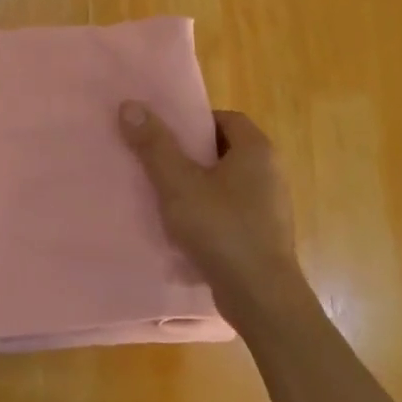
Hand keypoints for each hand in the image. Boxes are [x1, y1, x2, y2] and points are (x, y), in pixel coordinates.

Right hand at [118, 102, 311, 330]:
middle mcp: (270, 172)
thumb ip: (154, 145)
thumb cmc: (222, 230)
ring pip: (226, 182)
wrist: (260, 297)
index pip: (225, 118)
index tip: (165, 134)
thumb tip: (130, 104)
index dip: (194, 122)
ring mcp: (270, 206)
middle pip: (224, 149)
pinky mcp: (264, 235)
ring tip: (163, 194)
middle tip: (156, 161)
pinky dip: (208, 211)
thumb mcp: (179, 184)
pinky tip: (183, 227)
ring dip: (197, 185)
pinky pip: (231, 210)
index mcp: (257, 150)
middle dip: (190, 154)